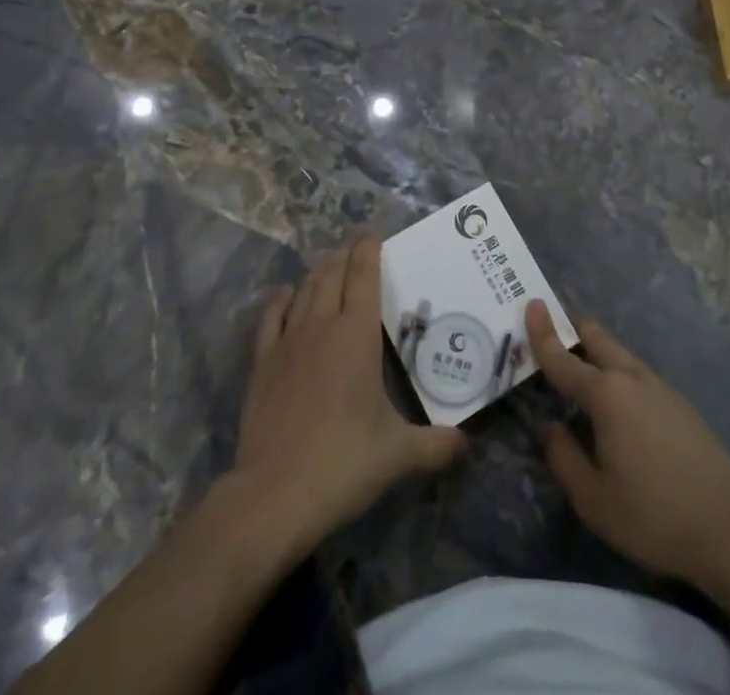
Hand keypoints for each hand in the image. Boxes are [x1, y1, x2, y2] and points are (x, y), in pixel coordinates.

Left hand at [235, 238, 464, 555]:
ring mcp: (287, 342)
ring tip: (327, 263)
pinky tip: (286, 296)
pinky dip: (281, 300)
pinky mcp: (262, 364)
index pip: (363, 275)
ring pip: (303, 290)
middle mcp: (321, 325)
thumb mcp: (398, 454)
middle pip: (331, 274)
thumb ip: (436, 445)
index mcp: (356, 334)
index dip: (367, 250)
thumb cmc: (343, 462)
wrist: (273, 495)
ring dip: (317, 272)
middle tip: (354, 248)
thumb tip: (467, 446)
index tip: (373, 235)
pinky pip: (271, 317)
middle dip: (344, 255)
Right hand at [525, 300, 729, 593]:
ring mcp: (659, 387)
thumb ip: (563, 458)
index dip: (542, 333)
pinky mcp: (678, 402)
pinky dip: (616, 370)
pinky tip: (616, 398)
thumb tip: (548, 428)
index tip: (531, 303)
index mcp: (605, 395)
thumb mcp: (594, 500)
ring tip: (579, 359)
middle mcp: (631, 379)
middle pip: (597, 338)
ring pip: (619, 353)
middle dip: (572, 327)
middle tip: (552, 323)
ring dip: (596, 348)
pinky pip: (636, 372)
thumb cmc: (653, 515)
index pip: (563, 358)